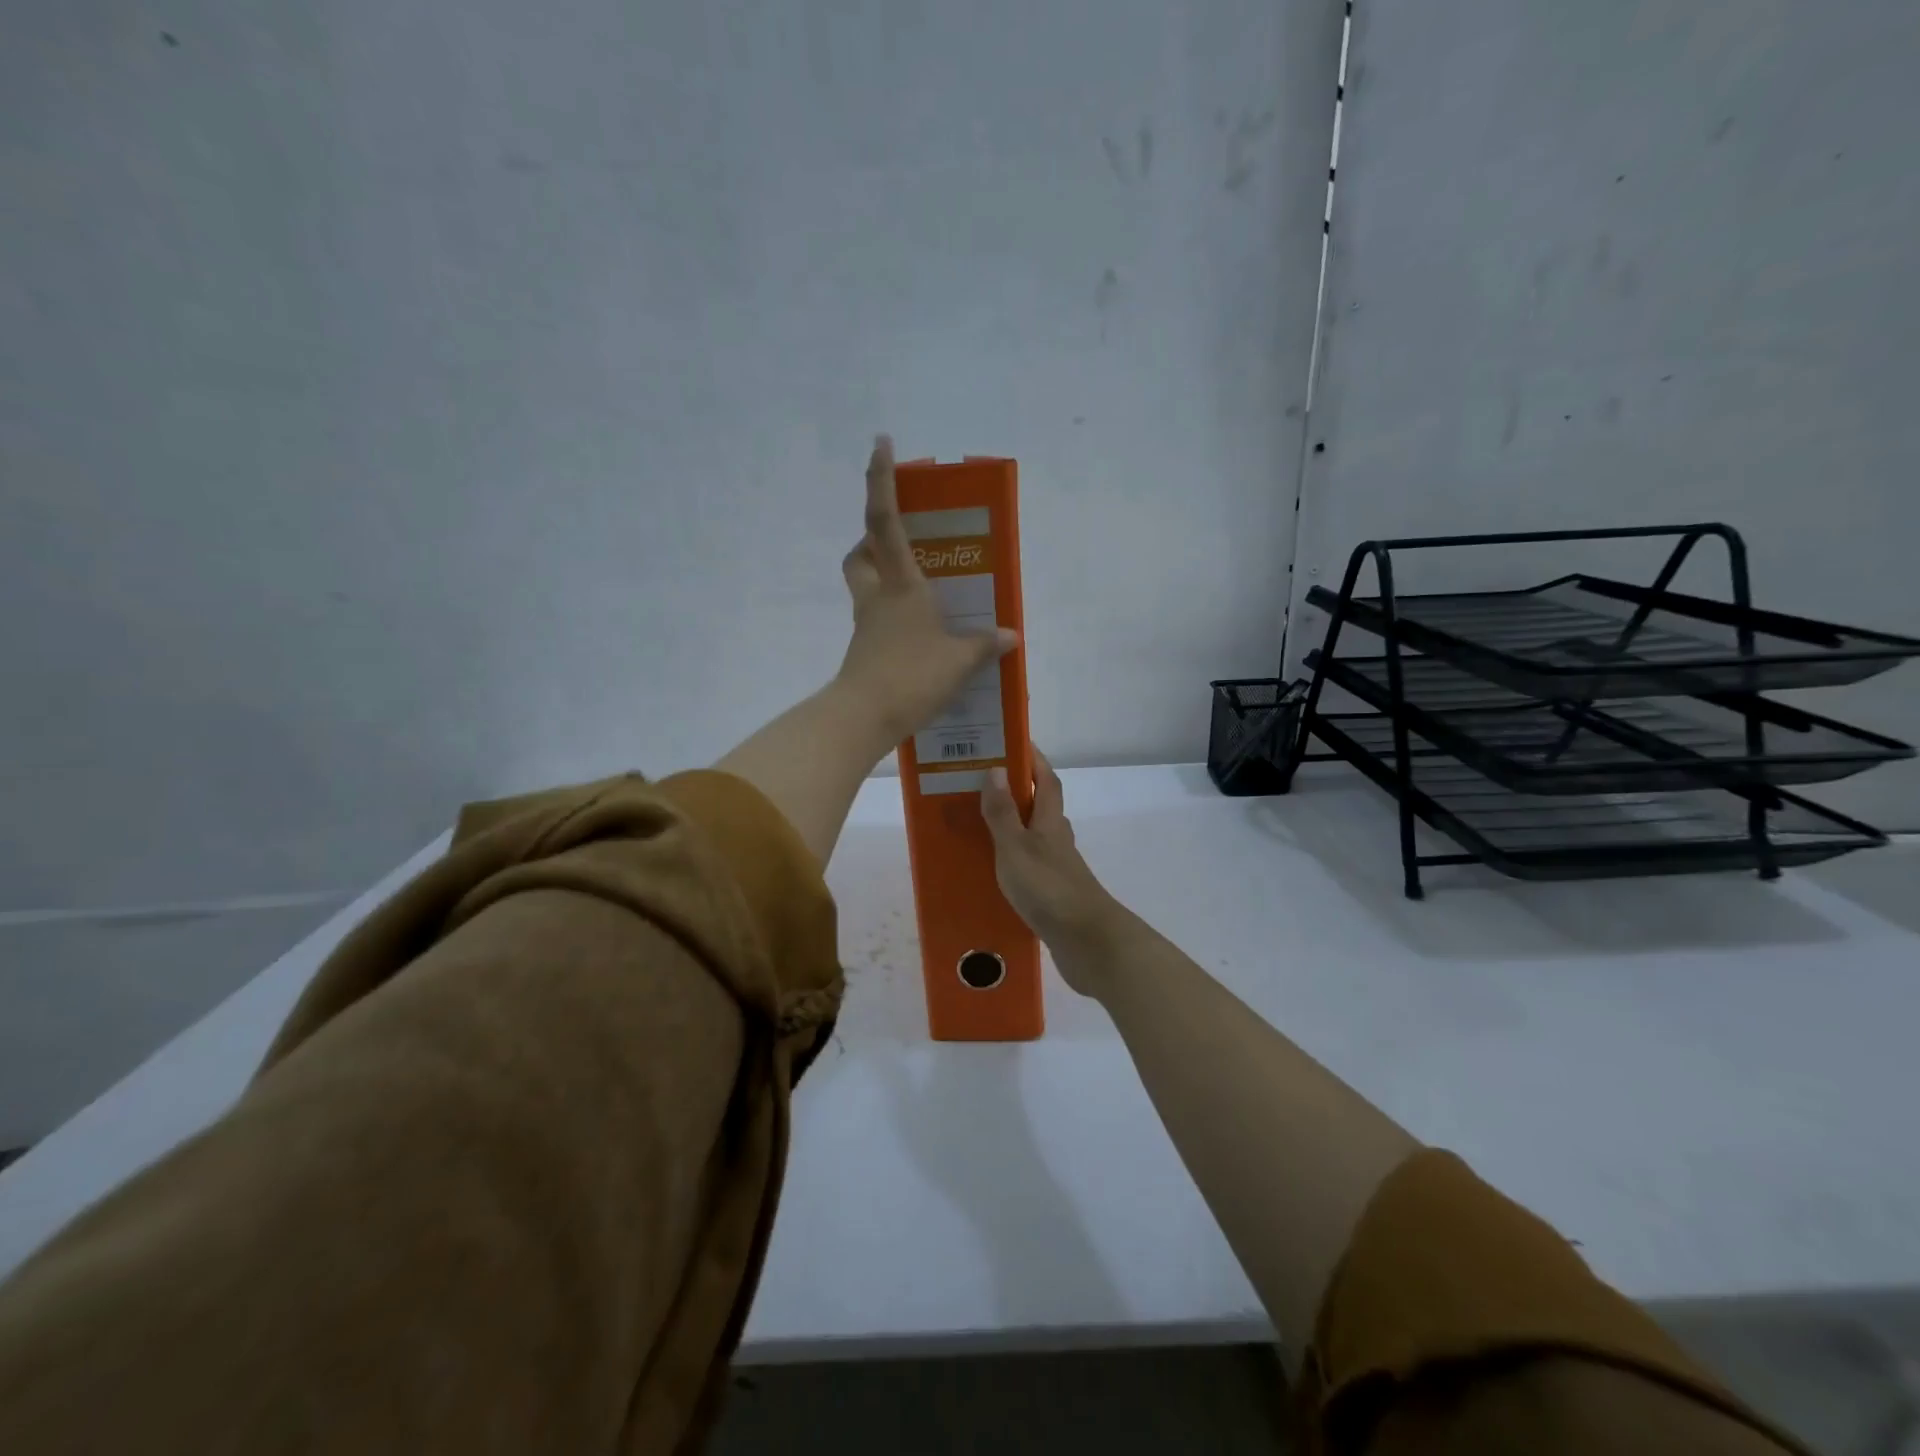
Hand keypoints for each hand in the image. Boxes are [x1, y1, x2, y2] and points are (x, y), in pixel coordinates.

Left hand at [834, 435, 1017, 745]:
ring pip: (865, 584)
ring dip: (883, 576)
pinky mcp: (865, 651)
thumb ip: (985, 644)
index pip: (885, 519)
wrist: (864, 718)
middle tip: (903, 542)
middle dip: (873, 538)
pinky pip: (877, 619)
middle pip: (861, 552)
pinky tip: (921, 635)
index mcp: (901, 583)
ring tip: (921, 590)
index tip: (881, 443)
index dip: (881, 479)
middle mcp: (878, 595)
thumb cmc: (912, 676)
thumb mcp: (960, 660)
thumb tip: (1011, 635)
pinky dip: (894, 617)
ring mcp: (867, 624)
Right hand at [981, 750, 1124, 992]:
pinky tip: (993, 868)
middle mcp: (1056, 839)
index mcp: (1050, 822)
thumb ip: (1003, 813)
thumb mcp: (1016, 848)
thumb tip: (996, 769)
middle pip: (1040, 805)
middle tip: (981, 782)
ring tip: (977, 823)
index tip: (1014, 741)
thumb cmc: (1048, 888)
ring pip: (1033, 835)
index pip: (1046, 779)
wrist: (1087, 943)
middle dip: (1016, 790)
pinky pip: (1028, 864)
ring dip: (1012, 824)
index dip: (1033, 759)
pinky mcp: (1052, 893)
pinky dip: (1011, 858)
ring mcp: (1057, 868)